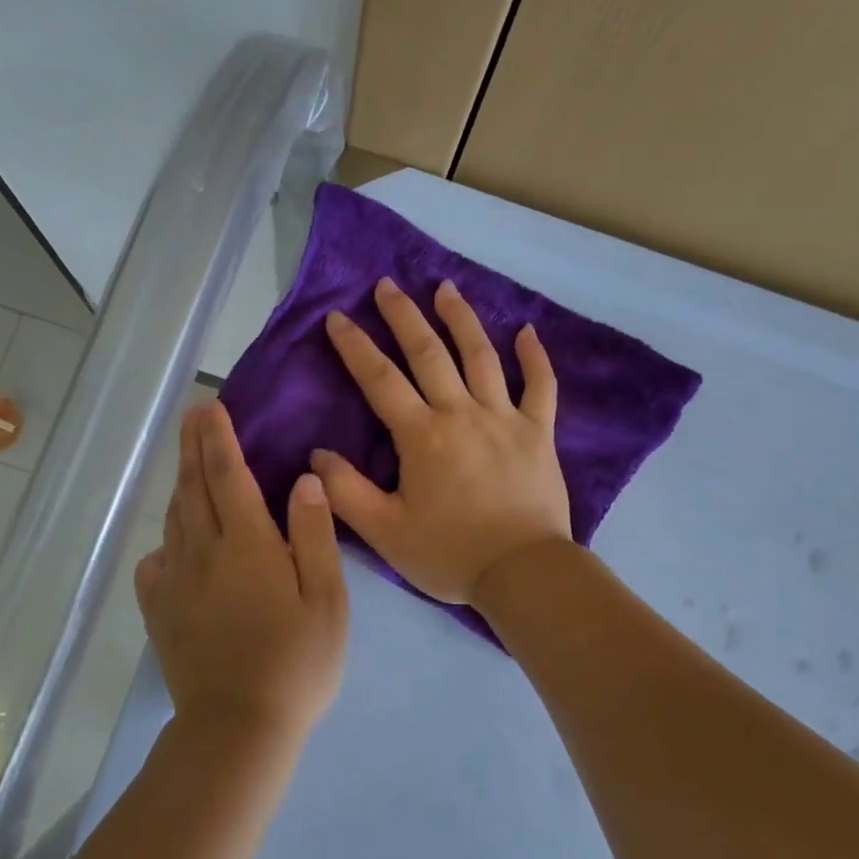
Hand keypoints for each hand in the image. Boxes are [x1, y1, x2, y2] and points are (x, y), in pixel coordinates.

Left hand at [136, 401, 348, 743]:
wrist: (238, 727)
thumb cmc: (296, 663)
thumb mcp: (327, 599)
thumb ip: (313, 536)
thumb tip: (303, 480)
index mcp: (247, 543)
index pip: (228, 475)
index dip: (219, 438)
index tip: (211, 407)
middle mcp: (203, 551)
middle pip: (194, 488)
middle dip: (193, 448)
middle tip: (192, 417)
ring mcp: (176, 581)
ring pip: (175, 520)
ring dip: (180, 485)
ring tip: (186, 463)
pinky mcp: (159, 612)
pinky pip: (155, 563)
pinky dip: (165, 543)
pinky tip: (173, 545)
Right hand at [313, 277, 571, 604]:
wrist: (523, 572)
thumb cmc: (449, 553)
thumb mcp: (385, 531)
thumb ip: (347, 492)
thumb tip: (317, 456)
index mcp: (422, 435)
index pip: (380, 379)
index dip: (355, 346)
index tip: (337, 317)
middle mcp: (462, 413)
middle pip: (429, 353)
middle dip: (404, 316)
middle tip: (387, 285)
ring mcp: (505, 418)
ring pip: (481, 357)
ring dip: (461, 319)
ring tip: (446, 287)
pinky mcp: (539, 433)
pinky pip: (540, 386)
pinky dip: (534, 357)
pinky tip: (526, 331)